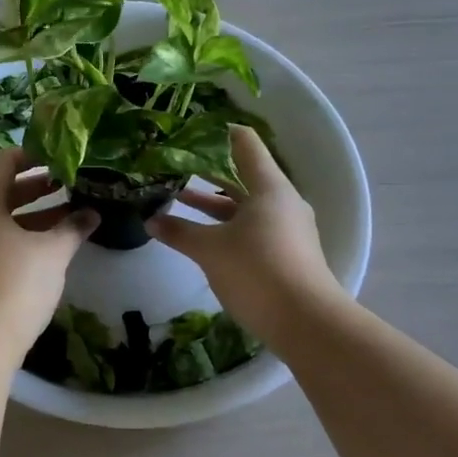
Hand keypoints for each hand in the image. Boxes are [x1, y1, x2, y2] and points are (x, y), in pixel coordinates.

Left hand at [0, 147, 96, 344]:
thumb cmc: (16, 283)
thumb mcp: (52, 252)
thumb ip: (73, 228)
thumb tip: (93, 213)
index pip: (4, 161)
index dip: (33, 155)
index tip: (60, 157)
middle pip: (1, 190)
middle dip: (36, 188)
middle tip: (68, 185)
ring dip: (31, 215)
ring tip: (66, 216)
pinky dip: (18, 236)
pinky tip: (46, 247)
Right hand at [147, 126, 344, 340]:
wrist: (306, 323)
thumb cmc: (257, 271)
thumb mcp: (210, 250)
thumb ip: (180, 232)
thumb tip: (151, 221)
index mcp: (269, 187)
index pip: (244, 143)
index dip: (217, 134)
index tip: (188, 133)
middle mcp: (281, 201)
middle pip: (243, 174)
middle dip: (207, 170)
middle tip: (174, 165)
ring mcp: (286, 228)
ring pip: (245, 204)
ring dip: (213, 202)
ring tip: (178, 198)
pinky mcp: (285, 253)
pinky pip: (252, 227)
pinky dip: (226, 224)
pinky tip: (201, 234)